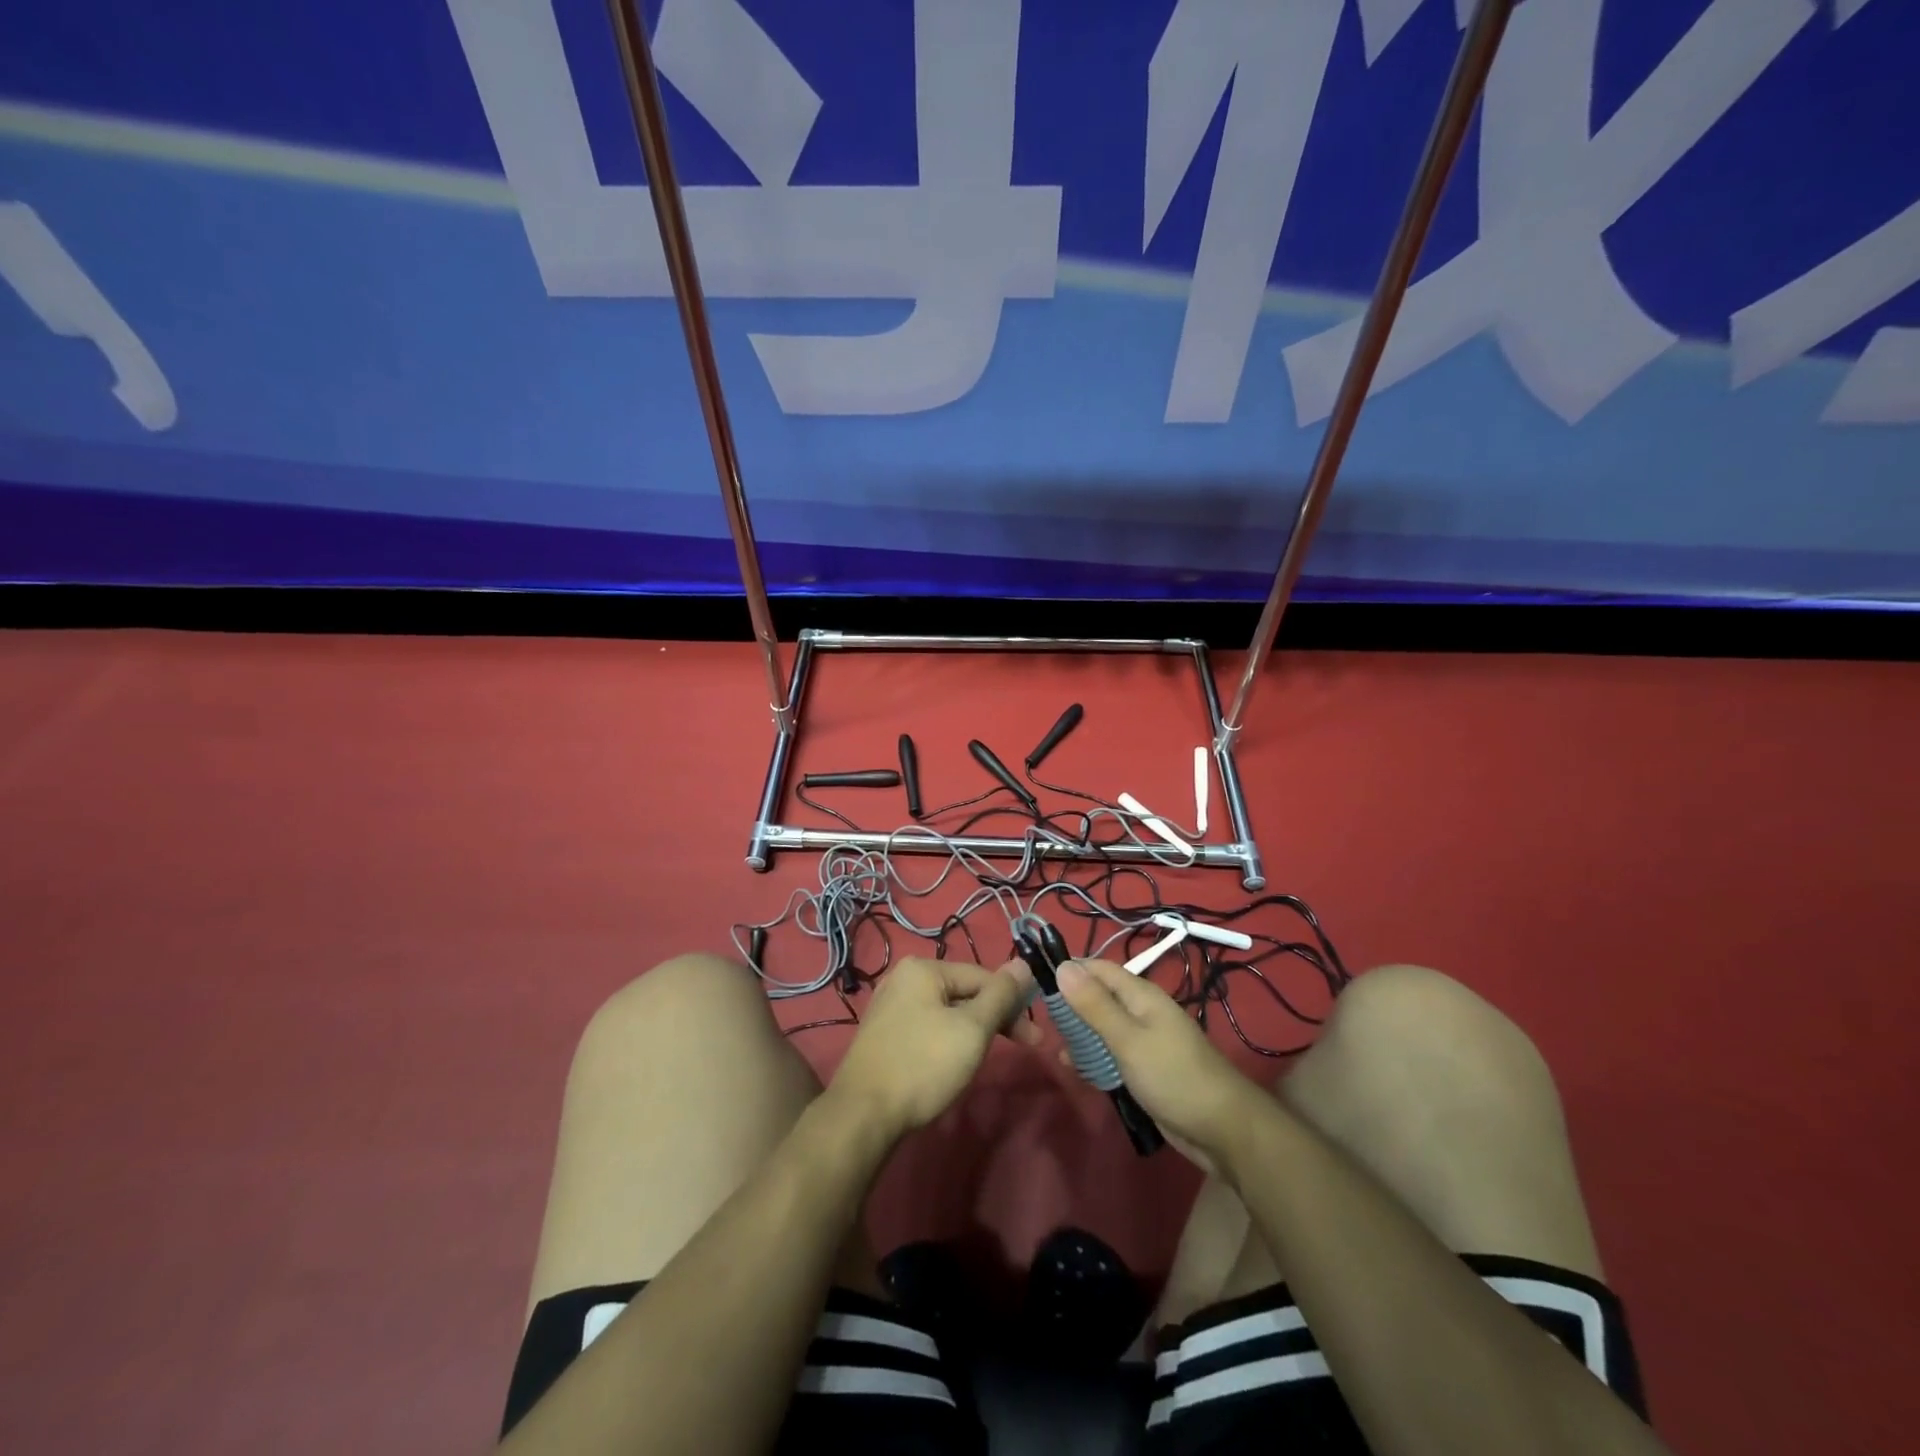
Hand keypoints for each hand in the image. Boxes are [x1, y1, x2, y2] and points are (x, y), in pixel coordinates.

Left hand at [828, 958, 1039, 1141]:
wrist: (862, 1114)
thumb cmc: (923, 1065)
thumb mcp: (972, 1029)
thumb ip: (1001, 995)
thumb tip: (1023, 963)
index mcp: (923, 968)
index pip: (982, 977)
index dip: (1013, 1004)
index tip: (1035, 1038)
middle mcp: (903, 979)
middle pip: (964, 992)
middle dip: (995, 1019)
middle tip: (1024, 1048)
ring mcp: (890, 1006)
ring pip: (947, 1012)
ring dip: (973, 1031)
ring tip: (986, 1058)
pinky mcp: (884, 1035)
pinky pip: (928, 1027)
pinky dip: (948, 1040)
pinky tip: (954, 1062)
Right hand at [1056, 960, 1263, 1170]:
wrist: (1222, 1129)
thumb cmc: (1173, 1076)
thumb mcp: (1128, 1039)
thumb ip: (1094, 1005)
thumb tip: (1062, 966)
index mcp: (1141, 995)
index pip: (1099, 969)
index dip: (1070, 969)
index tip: (1036, 979)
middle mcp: (1142, 1011)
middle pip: (1099, 996)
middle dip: (1071, 1003)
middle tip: (1039, 1016)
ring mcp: (1145, 1041)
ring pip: (1103, 1026)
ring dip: (1080, 1032)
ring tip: (1052, 1044)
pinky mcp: (1145, 1068)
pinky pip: (1112, 1053)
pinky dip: (1093, 1056)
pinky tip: (1074, 1068)